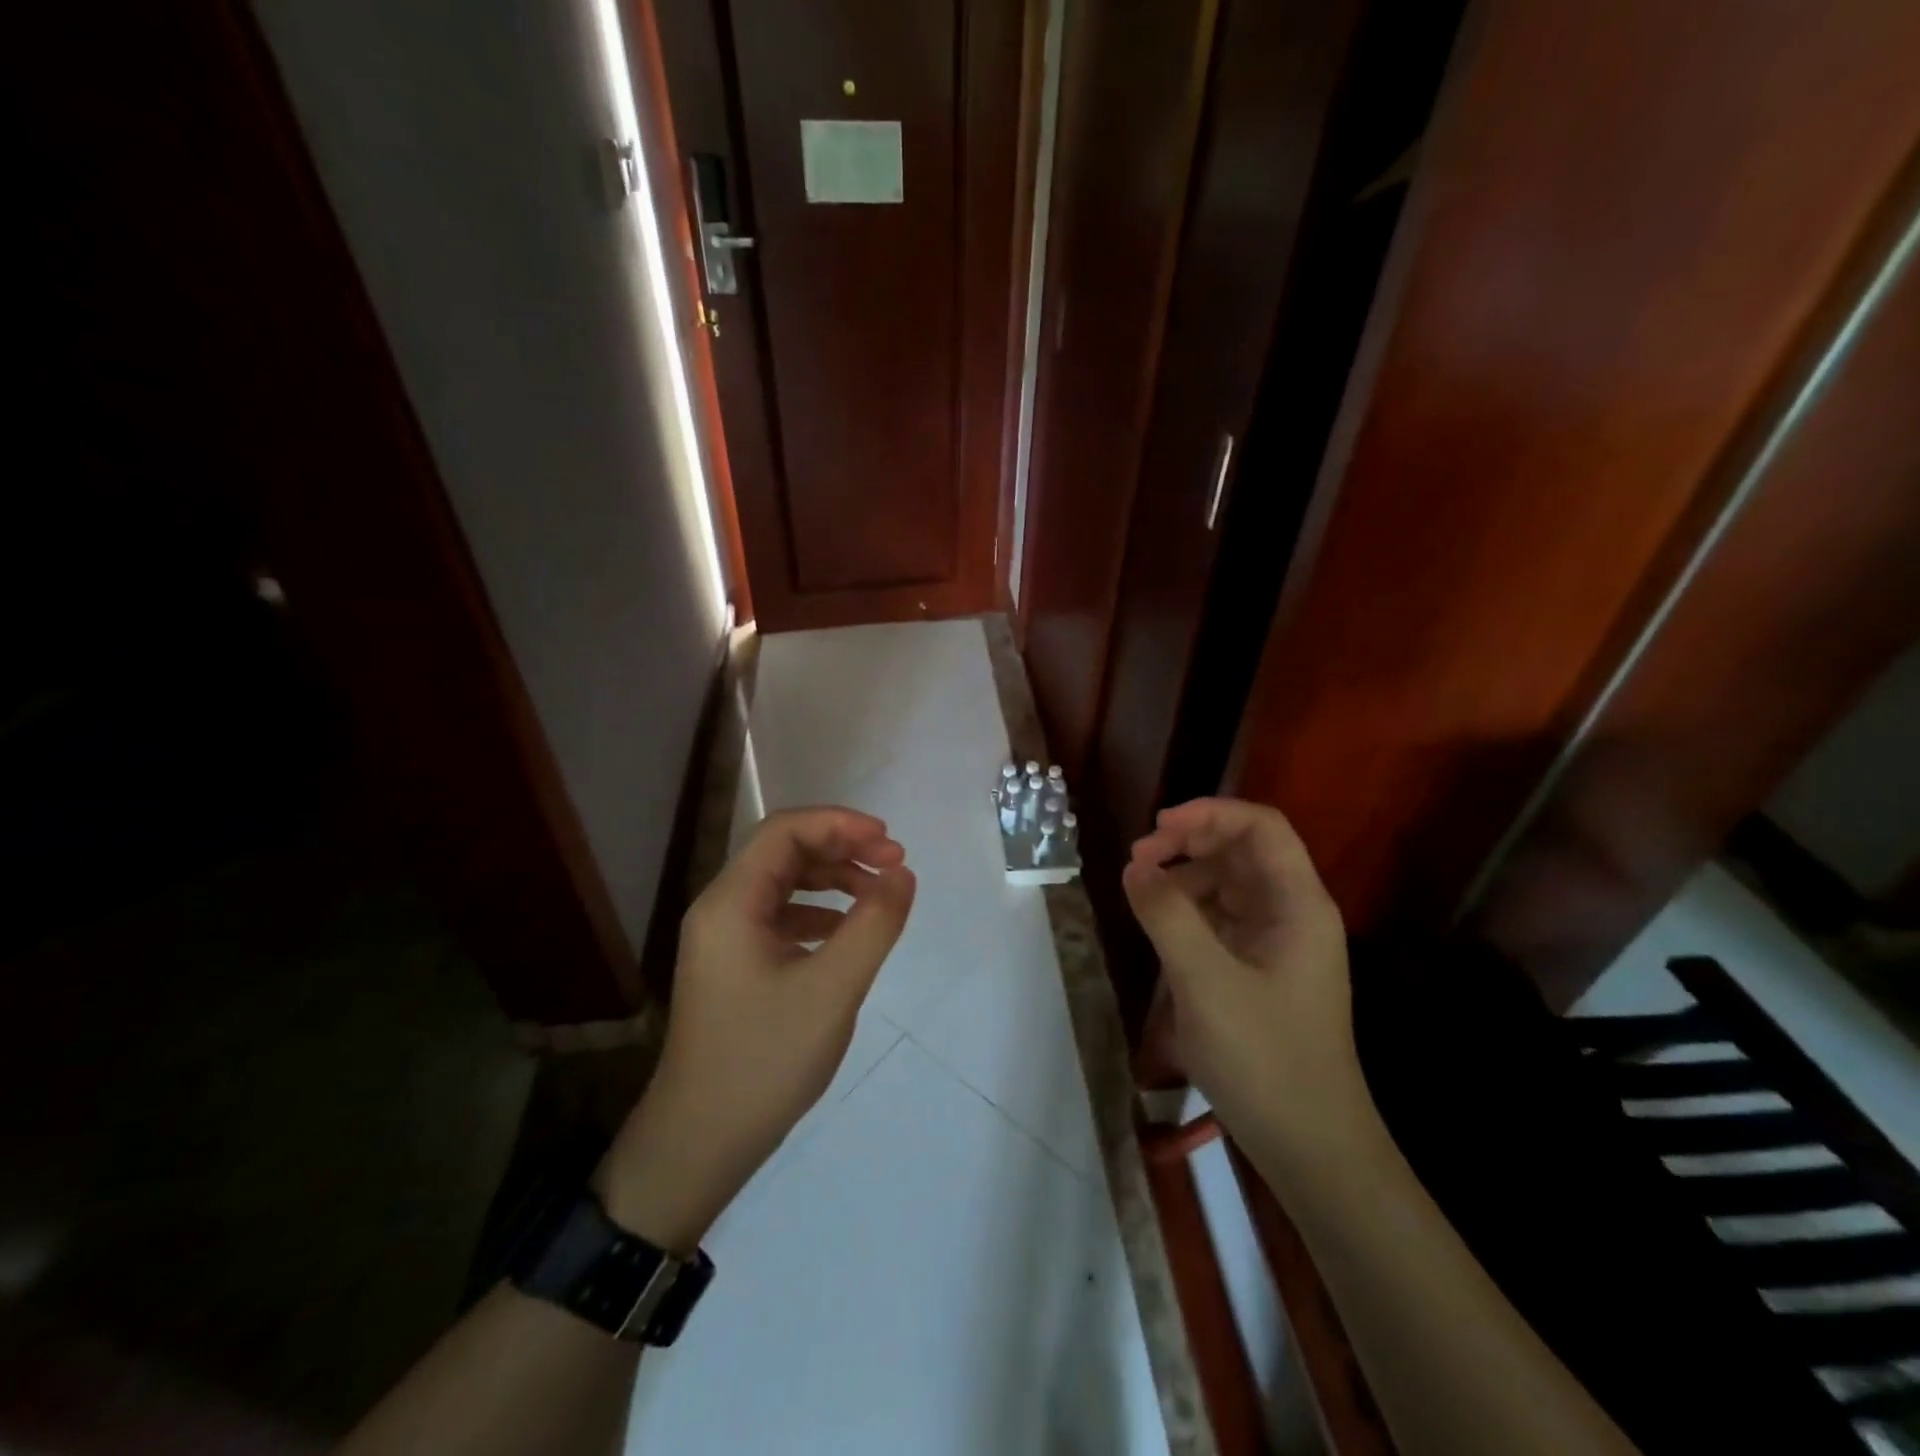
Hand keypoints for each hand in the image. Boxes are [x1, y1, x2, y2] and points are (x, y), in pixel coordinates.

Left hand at [598, 807, 915, 1250]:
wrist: (699, 1145)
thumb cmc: (764, 1061)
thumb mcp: (833, 990)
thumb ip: (873, 924)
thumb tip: (902, 874)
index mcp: (731, 903)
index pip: (785, 831)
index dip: (841, 824)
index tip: (890, 842)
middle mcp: (720, 909)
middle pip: (784, 852)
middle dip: (842, 848)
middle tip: (894, 864)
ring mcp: (724, 940)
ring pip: (783, 884)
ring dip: (833, 879)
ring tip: (879, 895)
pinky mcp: (734, 966)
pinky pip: (780, 917)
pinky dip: (819, 912)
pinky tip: (847, 933)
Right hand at [1124, 798, 1372, 1177]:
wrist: (1311, 1146)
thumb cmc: (1265, 1059)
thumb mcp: (1206, 982)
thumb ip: (1167, 916)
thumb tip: (1135, 868)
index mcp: (1298, 905)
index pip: (1261, 827)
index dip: (1209, 813)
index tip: (1157, 828)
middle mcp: (1293, 913)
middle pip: (1243, 850)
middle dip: (1189, 842)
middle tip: (1138, 860)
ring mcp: (1278, 943)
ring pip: (1230, 883)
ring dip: (1185, 875)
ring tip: (1140, 890)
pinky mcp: (1261, 970)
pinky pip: (1223, 918)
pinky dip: (1189, 909)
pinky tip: (1159, 925)